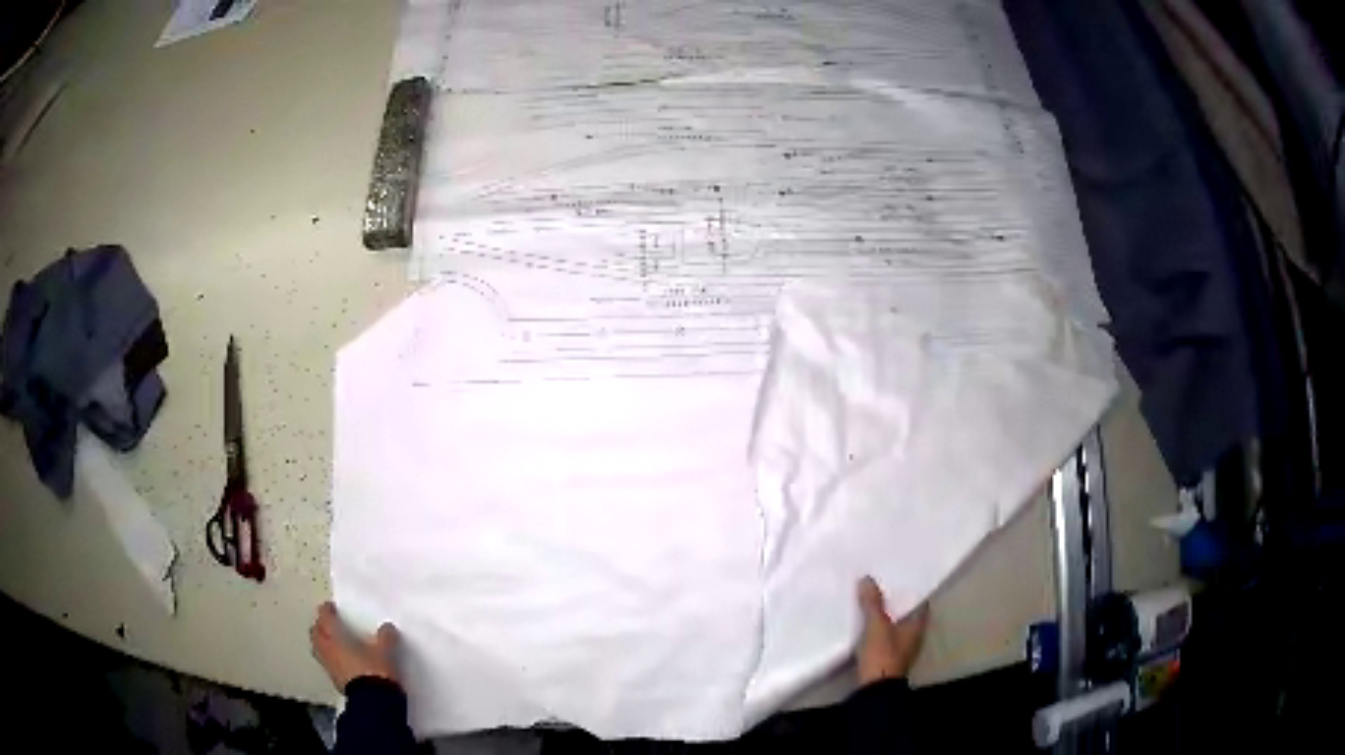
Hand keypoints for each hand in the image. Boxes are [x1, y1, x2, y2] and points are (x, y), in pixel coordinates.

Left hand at [310, 602, 399, 692]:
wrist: (374, 703)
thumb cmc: (376, 671)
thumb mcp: (386, 652)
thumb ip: (385, 638)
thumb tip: (387, 628)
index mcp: (336, 638)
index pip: (325, 619)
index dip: (326, 611)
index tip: (330, 607)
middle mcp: (328, 650)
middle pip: (316, 633)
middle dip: (320, 626)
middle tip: (328, 623)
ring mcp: (330, 667)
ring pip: (319, 649)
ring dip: (322, 642)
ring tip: (333, 641)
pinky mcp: (336, 682)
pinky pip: (328, 663)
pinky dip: (331, 657)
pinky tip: (342, 660)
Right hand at [856, 576, 929, 685]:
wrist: (875, 689)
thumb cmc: (883, 654)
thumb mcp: (876, 626)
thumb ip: (873, 603)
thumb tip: (867, 579)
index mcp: (918, 626)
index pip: (920, 602)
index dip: (912, 589)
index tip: (900, 577)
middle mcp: (914, 636)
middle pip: (907, 613)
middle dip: (896, 601)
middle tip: (882, 585)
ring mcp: (902, 649)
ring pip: (896, 625)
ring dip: (886, 615)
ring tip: (871, 601)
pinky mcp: (889, 658)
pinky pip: (886, 636)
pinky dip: (879, 628)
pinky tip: (866, 624)